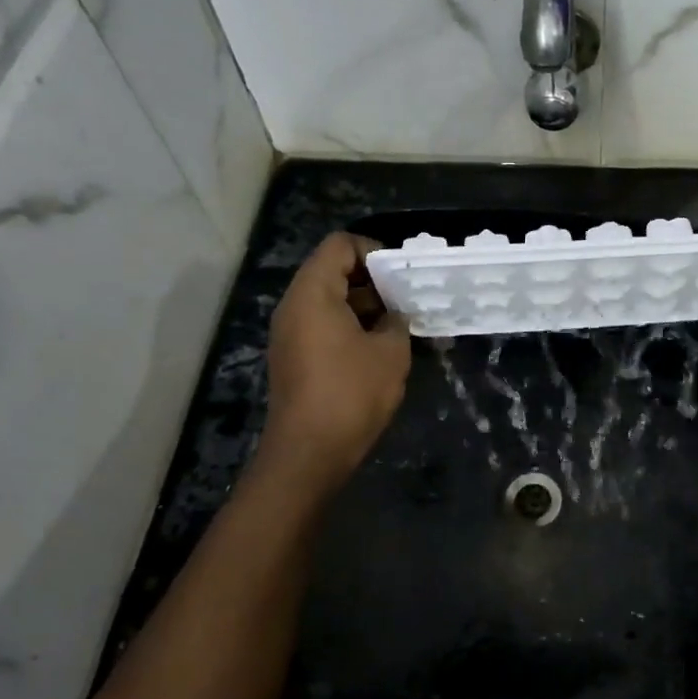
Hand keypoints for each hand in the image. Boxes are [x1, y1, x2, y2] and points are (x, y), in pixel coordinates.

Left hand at [261, 233, 410, 489]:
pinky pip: (323, 326)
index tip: (402, 274)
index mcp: (312, 294)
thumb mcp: (390, 352)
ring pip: (329, 301)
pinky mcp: (294, 359)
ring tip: (401, 325)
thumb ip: (396, 322)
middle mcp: (293, 306)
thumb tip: (394, 316)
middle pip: (332, 271)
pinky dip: (351, 328)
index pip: (340, 245)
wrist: (309, 452)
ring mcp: (290, 334)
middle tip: (408, 299)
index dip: (374, 250)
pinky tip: (380, 349)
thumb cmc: (351, 393)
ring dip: (365, 307)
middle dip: (373, 281)